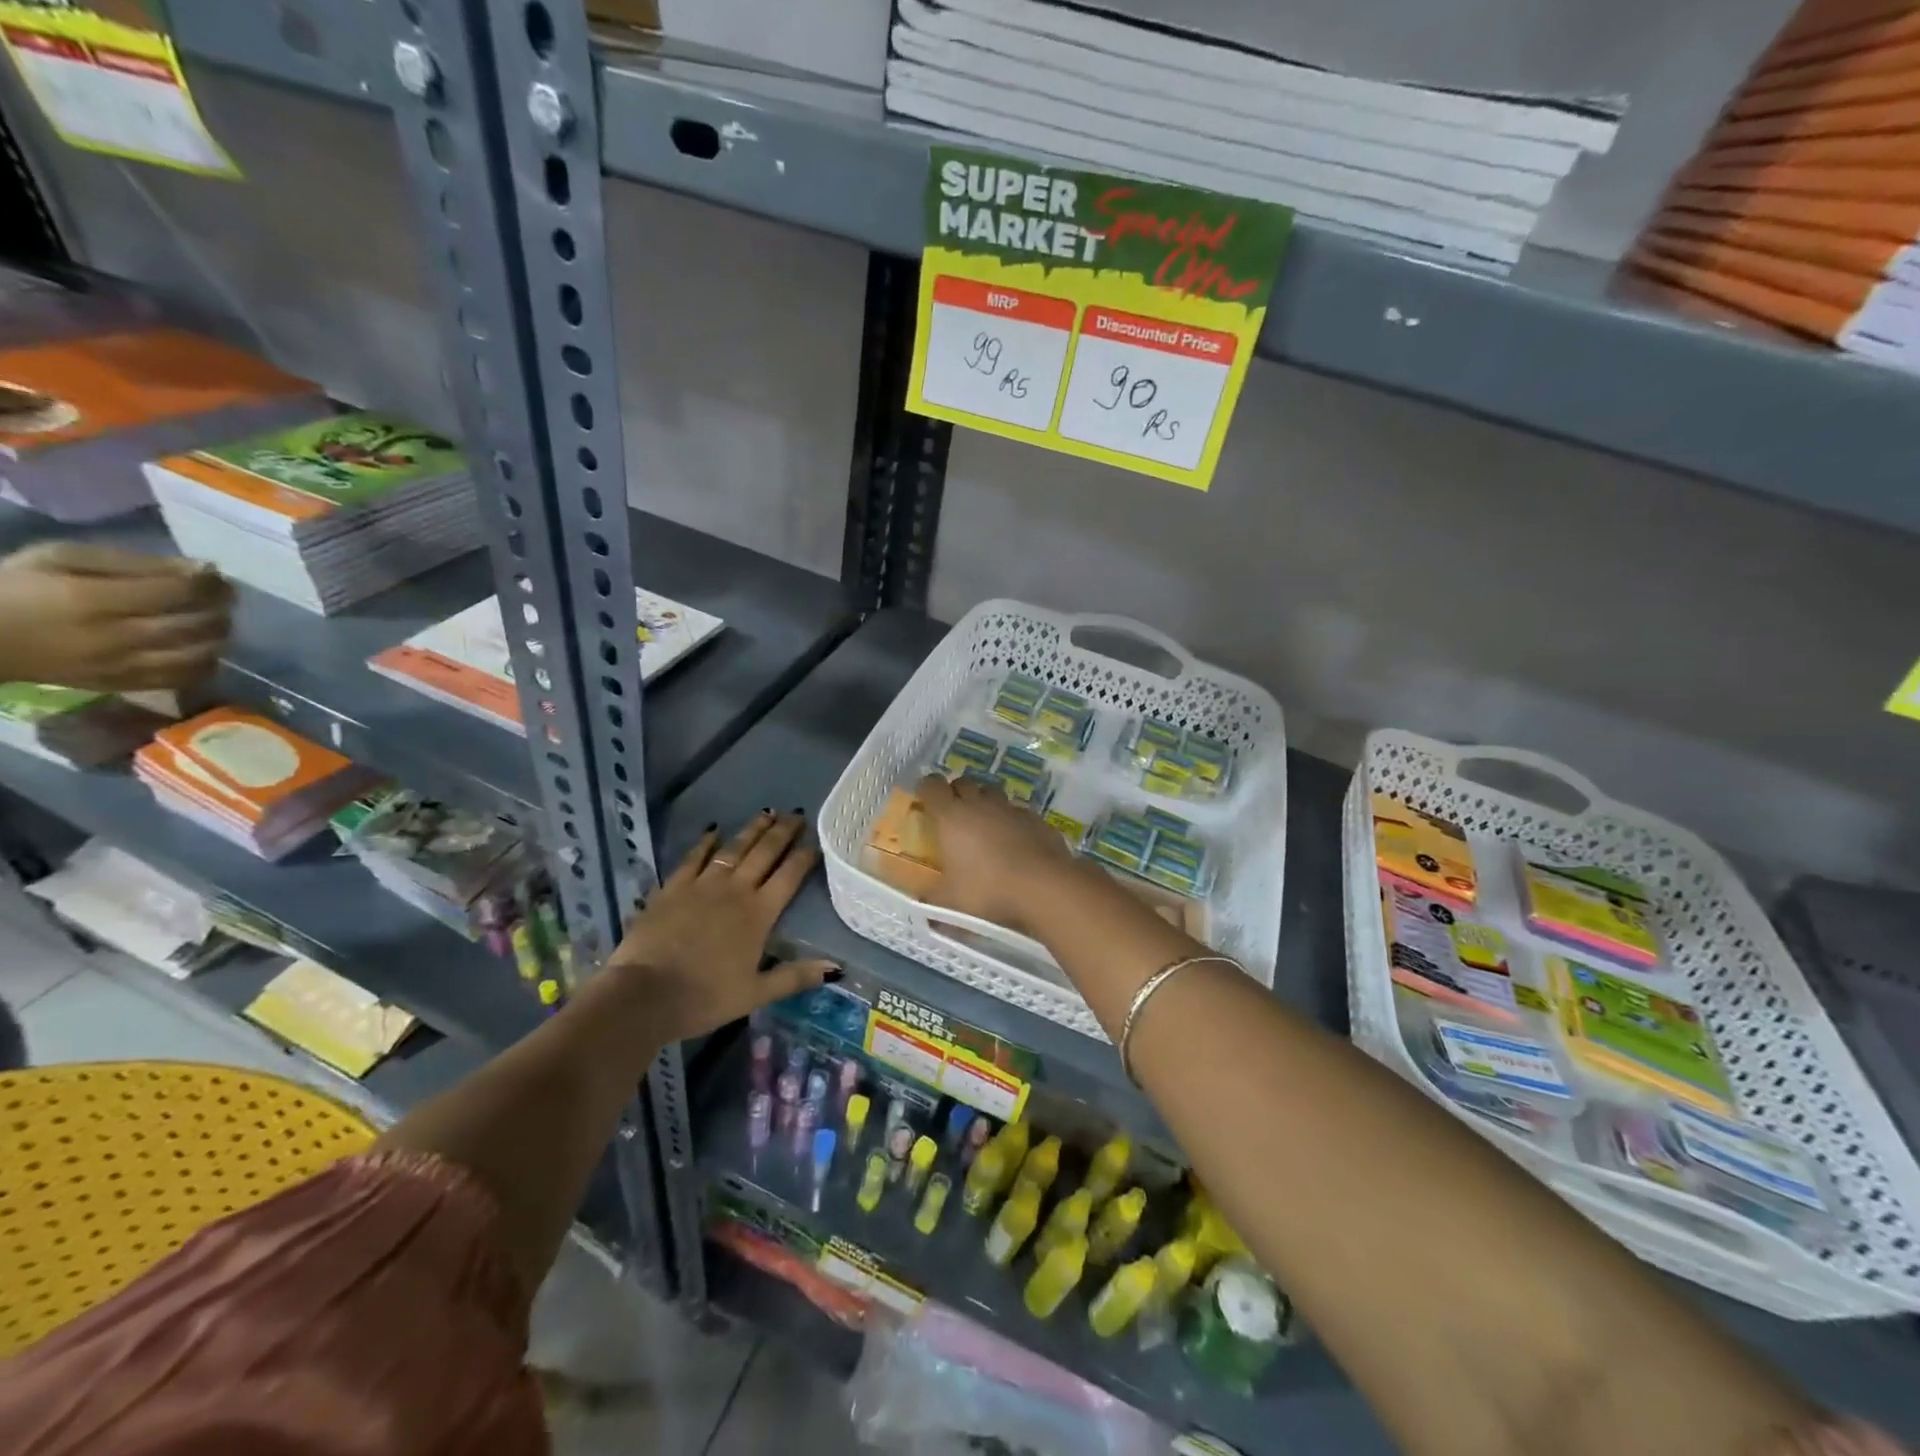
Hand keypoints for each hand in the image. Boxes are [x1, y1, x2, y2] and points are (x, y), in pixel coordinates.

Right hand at [0, 542, 232, 691]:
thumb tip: (200, 568)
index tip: (215, 574)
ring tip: (211, 619)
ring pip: (201, 654)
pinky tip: (198, 646)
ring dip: (218, 635)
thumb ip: (134, 563)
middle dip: (220, 607)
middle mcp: (116, 637)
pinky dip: (206, 661)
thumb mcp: (61, 558)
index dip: (210, 582)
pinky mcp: (125, 685)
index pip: (180, 592)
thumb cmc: (16, 588)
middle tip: (221, 596)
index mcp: (94, 600)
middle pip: (198, 624)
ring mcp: (124, 666)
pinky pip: (187, 678)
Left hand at [605, 811, 834, 1042]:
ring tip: (767, 813)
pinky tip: (713, 830)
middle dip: (783, 833)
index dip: (805, 857)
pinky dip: (705, 843)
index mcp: (759, 914)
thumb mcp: (756, 993)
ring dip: (752, 830)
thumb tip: (836, 967)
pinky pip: (693, 858)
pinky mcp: (673, 888)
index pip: (789, 876)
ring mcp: (702, 885)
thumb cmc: (705, 997)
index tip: (817, 842)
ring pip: (733, 849)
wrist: (644, 994)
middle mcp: (735, 890)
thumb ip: (795, 976)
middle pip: (764, 854)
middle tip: (796, 814)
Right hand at [913, 772, 1077, 932]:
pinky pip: (1018, 813)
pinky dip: (1011, 822)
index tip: (924, 803)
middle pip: (963, 782)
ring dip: (985, 804)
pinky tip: (1015, 843)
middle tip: (954, 816)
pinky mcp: (1037, 819)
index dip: (926, 790)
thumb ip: (932, 900)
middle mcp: (980, 804)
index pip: (931, 786)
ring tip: (985, 828)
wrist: (1045, 887)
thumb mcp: (950, 903)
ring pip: (993, 794)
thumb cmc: (987, 890)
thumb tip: (921, 906)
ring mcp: (1011, 809)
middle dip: (956, 793)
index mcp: (951, 816)